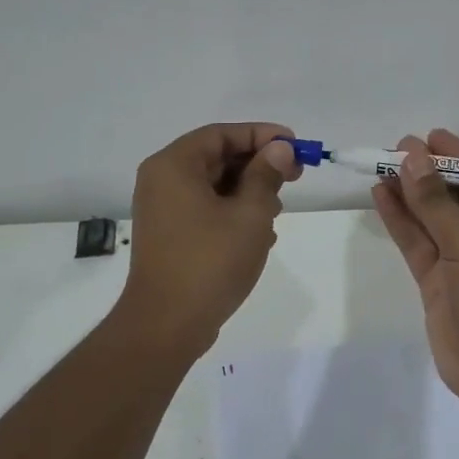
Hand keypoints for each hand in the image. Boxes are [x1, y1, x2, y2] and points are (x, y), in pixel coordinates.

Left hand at [114, 123, 300, 355]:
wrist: (168, 324)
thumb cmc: (211, 262)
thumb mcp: (250, 214)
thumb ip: (266, 175)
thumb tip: (280, 149)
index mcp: (174, 166)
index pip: (222, 134)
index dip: (262, 135)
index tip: (295, 146)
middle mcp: (162, 181)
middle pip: (217, 158)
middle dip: (258, 166)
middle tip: (296, 177)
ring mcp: (164, 210)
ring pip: (214, 186)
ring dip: (249, 193)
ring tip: (277, 213)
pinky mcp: (170, 236)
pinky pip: (206, 211)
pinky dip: (233, 214)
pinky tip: (260, 236)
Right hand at [371, 129, 458, 405]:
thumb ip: (438, 204)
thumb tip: (413, 158)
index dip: (457, 157)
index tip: (428, 135)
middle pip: (456, 196)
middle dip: (429, 173)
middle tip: (397, 147)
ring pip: (433, 219)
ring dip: (410, 194)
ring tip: (382, 165)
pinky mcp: (439, 281)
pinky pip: (418, 243)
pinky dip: (401, 221)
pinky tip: (381, 196)